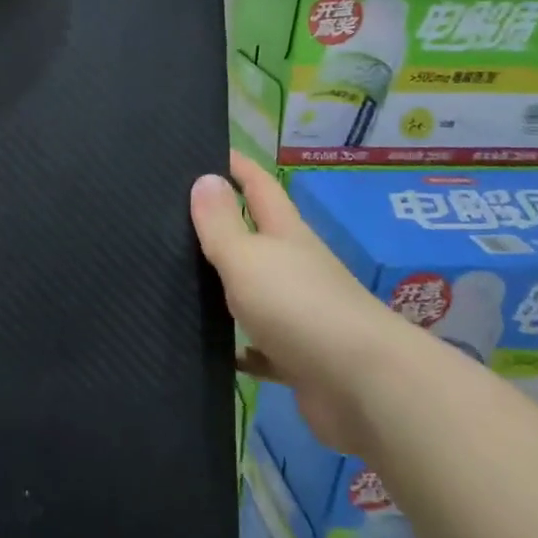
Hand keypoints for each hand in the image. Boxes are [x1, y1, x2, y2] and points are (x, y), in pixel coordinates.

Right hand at [191, 153, 422, 452]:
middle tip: (174, 216)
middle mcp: (297, 268)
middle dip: (224, 225)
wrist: (364, 388)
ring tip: (179, 280)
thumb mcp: (248, 258)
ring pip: (257, 292)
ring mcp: (302, 315)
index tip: (206, 149)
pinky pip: (261, 348)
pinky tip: (213, 349)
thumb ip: (221, 224)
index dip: (237, 166)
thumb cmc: (300, 307)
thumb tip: (205, 177)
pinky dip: (240, 346)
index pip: (260, 187)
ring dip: (228, 287)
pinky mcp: (300, 359)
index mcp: (287, 235)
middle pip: (258, 238)